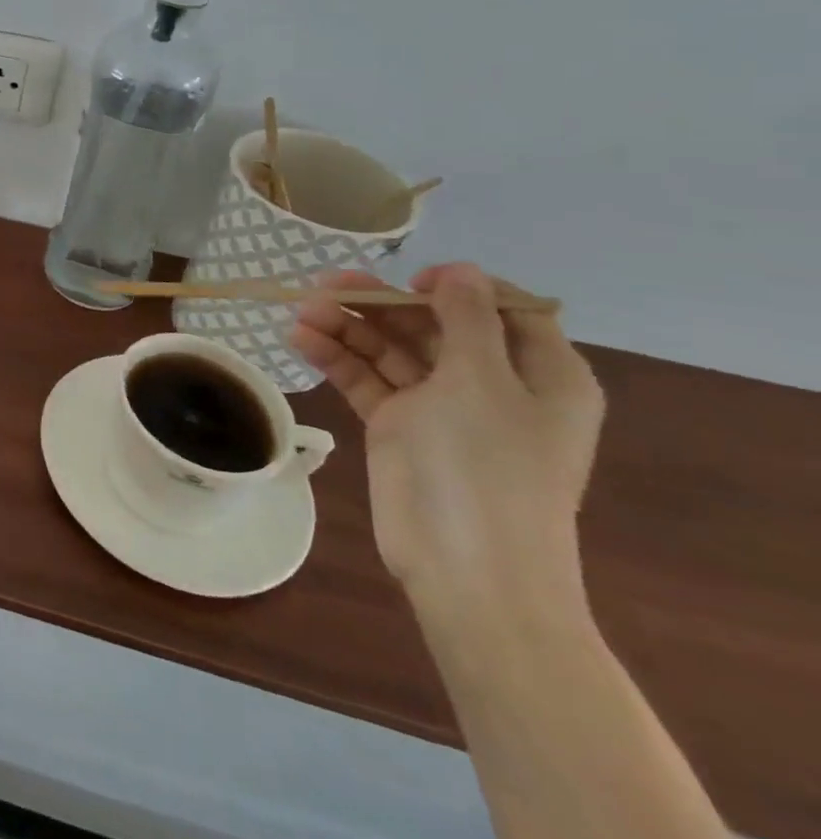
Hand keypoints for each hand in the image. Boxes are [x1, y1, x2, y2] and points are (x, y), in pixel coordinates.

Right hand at [291, 264, 604, 609]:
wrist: (468, 568)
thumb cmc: (488, 467)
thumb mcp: (482, 382)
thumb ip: (466, 320)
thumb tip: (458, 270)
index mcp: (538, 373)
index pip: (500, 307)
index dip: (455, 286)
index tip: (409, 277)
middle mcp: (490, 383)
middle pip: (431, 324)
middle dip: (379, 302)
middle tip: (322, 286)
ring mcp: (441, 406)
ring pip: (391, 349)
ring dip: (347, 326)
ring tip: (300, 311)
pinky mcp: (399, 425)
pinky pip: (367, 379)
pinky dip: (336, 358)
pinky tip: (301, 340)